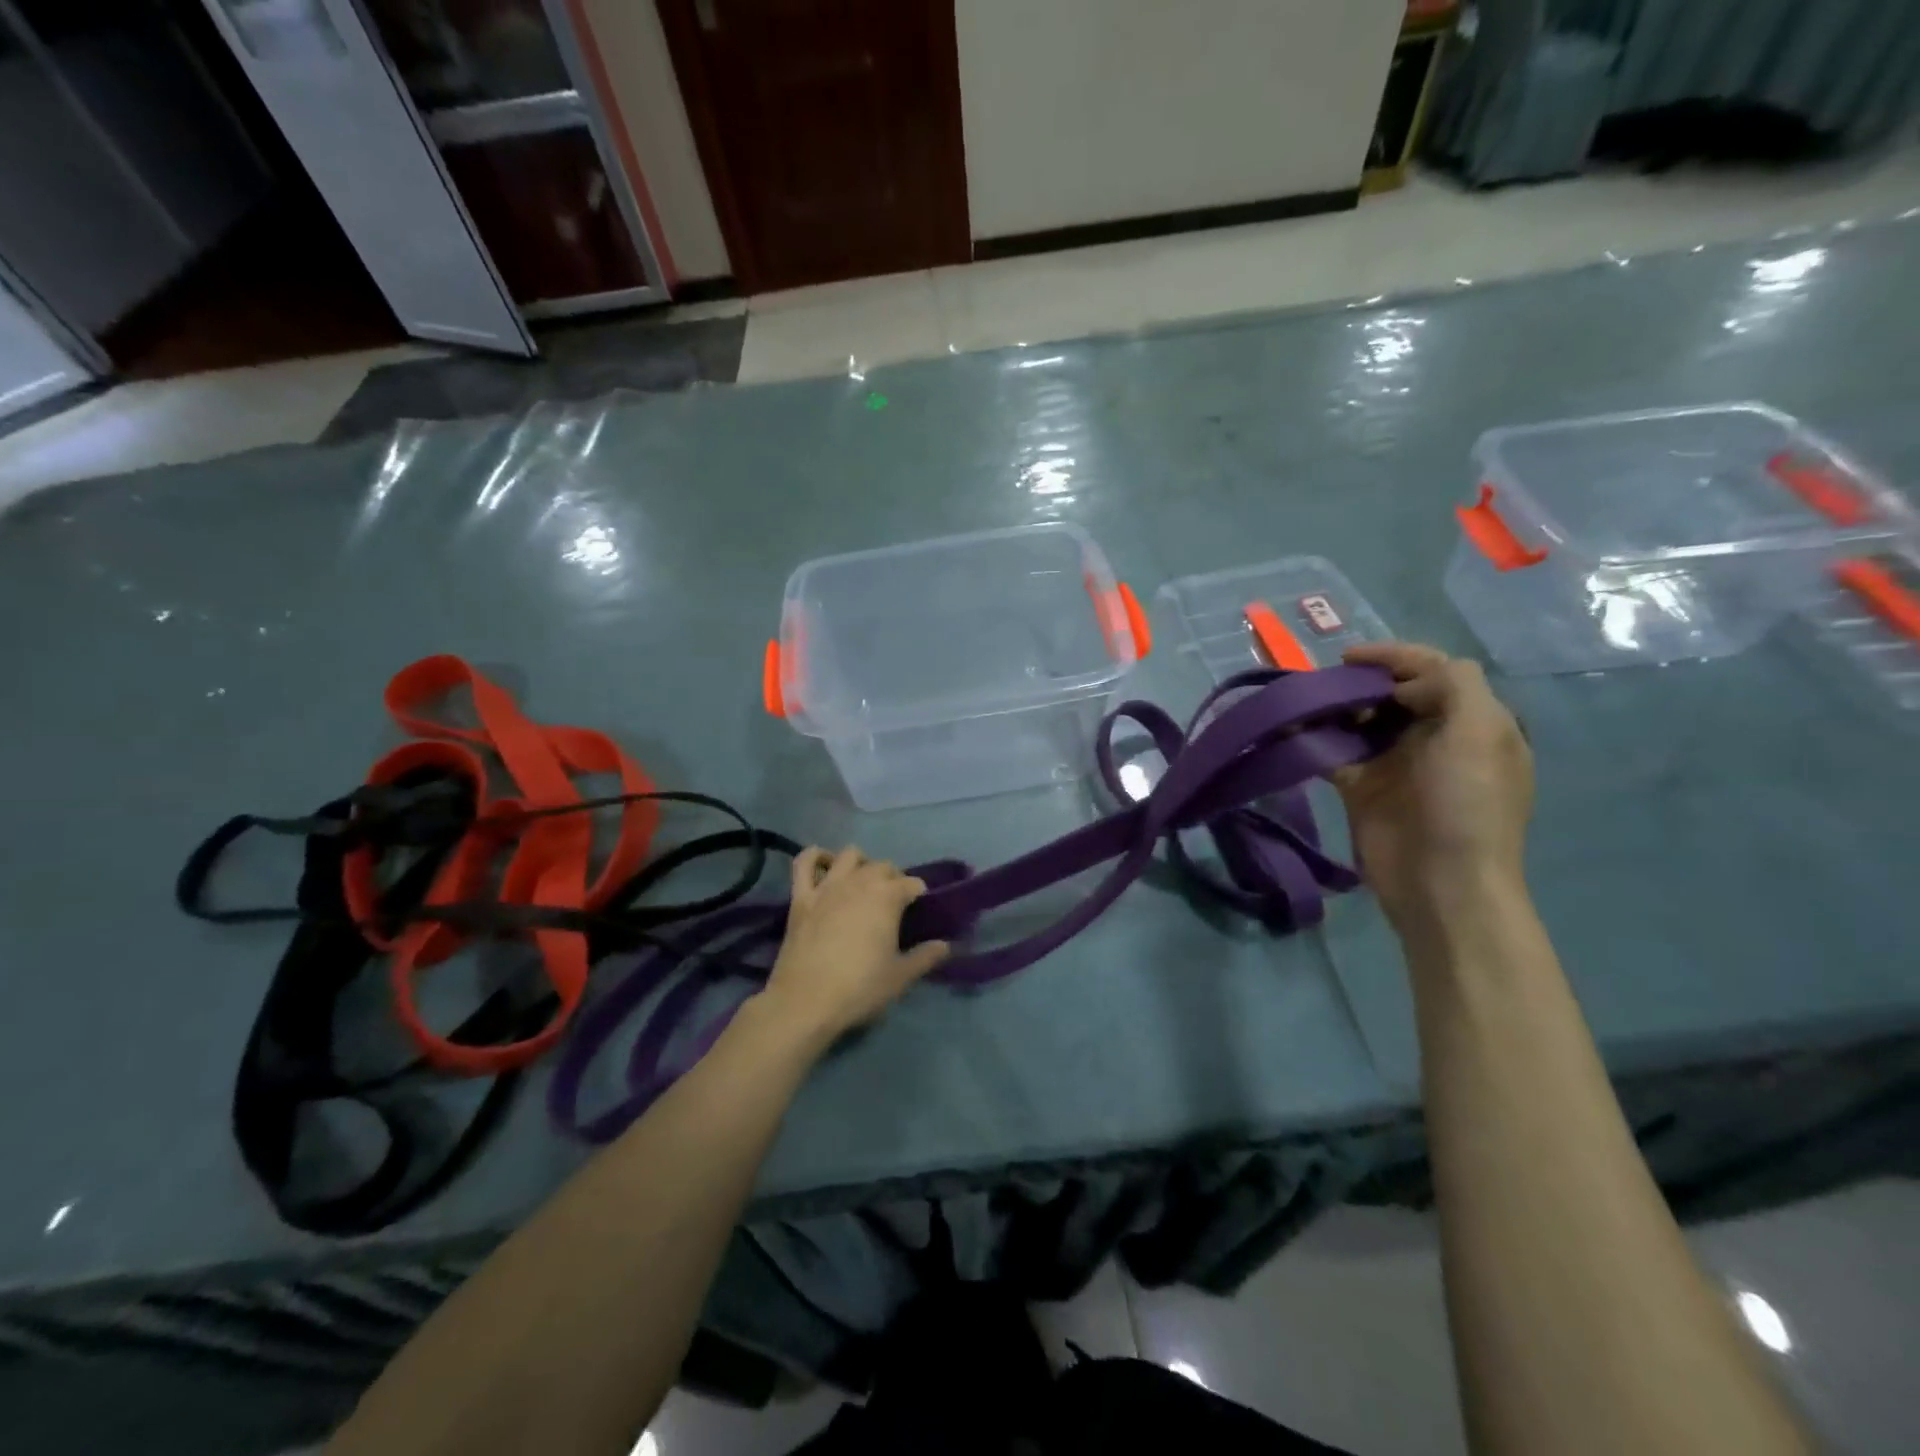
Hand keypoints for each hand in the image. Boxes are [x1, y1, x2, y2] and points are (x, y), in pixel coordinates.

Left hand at [758, 846, 949, 1048]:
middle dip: (893, 878)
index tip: (920, 909)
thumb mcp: (900, 977)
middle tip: (894, 901)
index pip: (912, 883)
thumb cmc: (859, 988)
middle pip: (883, 866)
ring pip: (849, 855)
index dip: (919, 894)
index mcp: (887, 897)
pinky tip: (824, 865)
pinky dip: (815, 856)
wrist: (805, 1002)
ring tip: (863, 883)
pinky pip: (804, 862)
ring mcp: (827, 886)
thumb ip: (925, 957)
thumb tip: (945, 945)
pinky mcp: (801, 896)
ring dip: (861, 863)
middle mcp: (859, 882)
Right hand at [1333, 643, 1532, 929]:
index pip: (1434, 670)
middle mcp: (1435, 737)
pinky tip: (1289, 732)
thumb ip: (1453, 685)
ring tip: (1305, 706)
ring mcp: (1396, 764)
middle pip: (1392, 692)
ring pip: (1360, 719)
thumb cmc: (1466, 804)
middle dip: (1359, 682)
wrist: (1441, 884)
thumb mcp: (1480, 732)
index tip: (1350, 659)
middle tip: (1326, 686)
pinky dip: (1311, 740)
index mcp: (1472, 721)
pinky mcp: (1362, 788)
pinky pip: (1333, 752)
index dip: (1395, 656)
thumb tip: (1402, 684)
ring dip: (1333, 708)